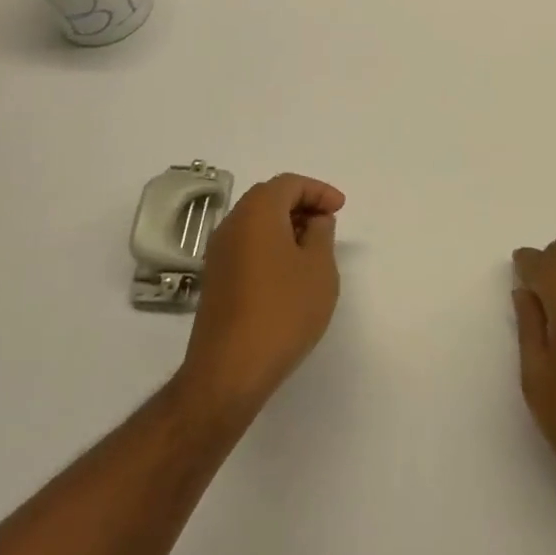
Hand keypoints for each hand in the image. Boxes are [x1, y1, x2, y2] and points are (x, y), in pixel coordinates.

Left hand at [178, 173, 344, 416]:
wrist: (229, 371)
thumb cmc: (283, 311)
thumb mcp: (319, 269)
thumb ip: (322, 234)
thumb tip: (315, 220)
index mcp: (257, 213)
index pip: (288, 184)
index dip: (318, 190)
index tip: (340, 208)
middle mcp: (232, 224)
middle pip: (268, 198)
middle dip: (300, 203)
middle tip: (327, 221)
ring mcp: (218, 253)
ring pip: (255, 222)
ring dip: (285, 225)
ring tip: (313, 247)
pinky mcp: (215, 279)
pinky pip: (246, 245)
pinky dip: (270, 244)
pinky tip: (289, 271)